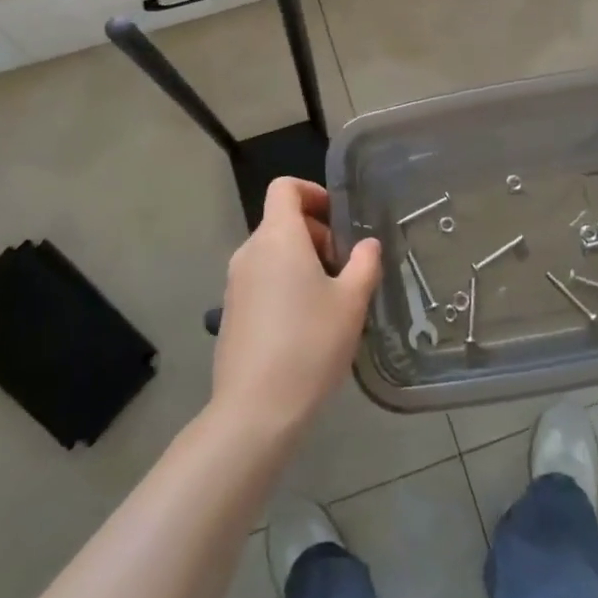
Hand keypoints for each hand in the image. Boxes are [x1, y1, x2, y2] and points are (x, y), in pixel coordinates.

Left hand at [212, 177, 380, 436]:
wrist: (256, 409)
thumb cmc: (310, 344)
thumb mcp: (351, 302)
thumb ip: (364, 264)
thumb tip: (367, 245)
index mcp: (277, 237)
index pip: (284, 188)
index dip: (312, 192)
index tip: (338, 218)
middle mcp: (250, 251)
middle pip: (281, 221)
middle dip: (316, 235)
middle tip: (345, 269)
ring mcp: (235, 283)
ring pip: (272, 253)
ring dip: (303, 262)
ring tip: (331, 300)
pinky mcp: (231, 312)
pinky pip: (262, 280)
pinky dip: (285, 285)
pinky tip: (306, 326)